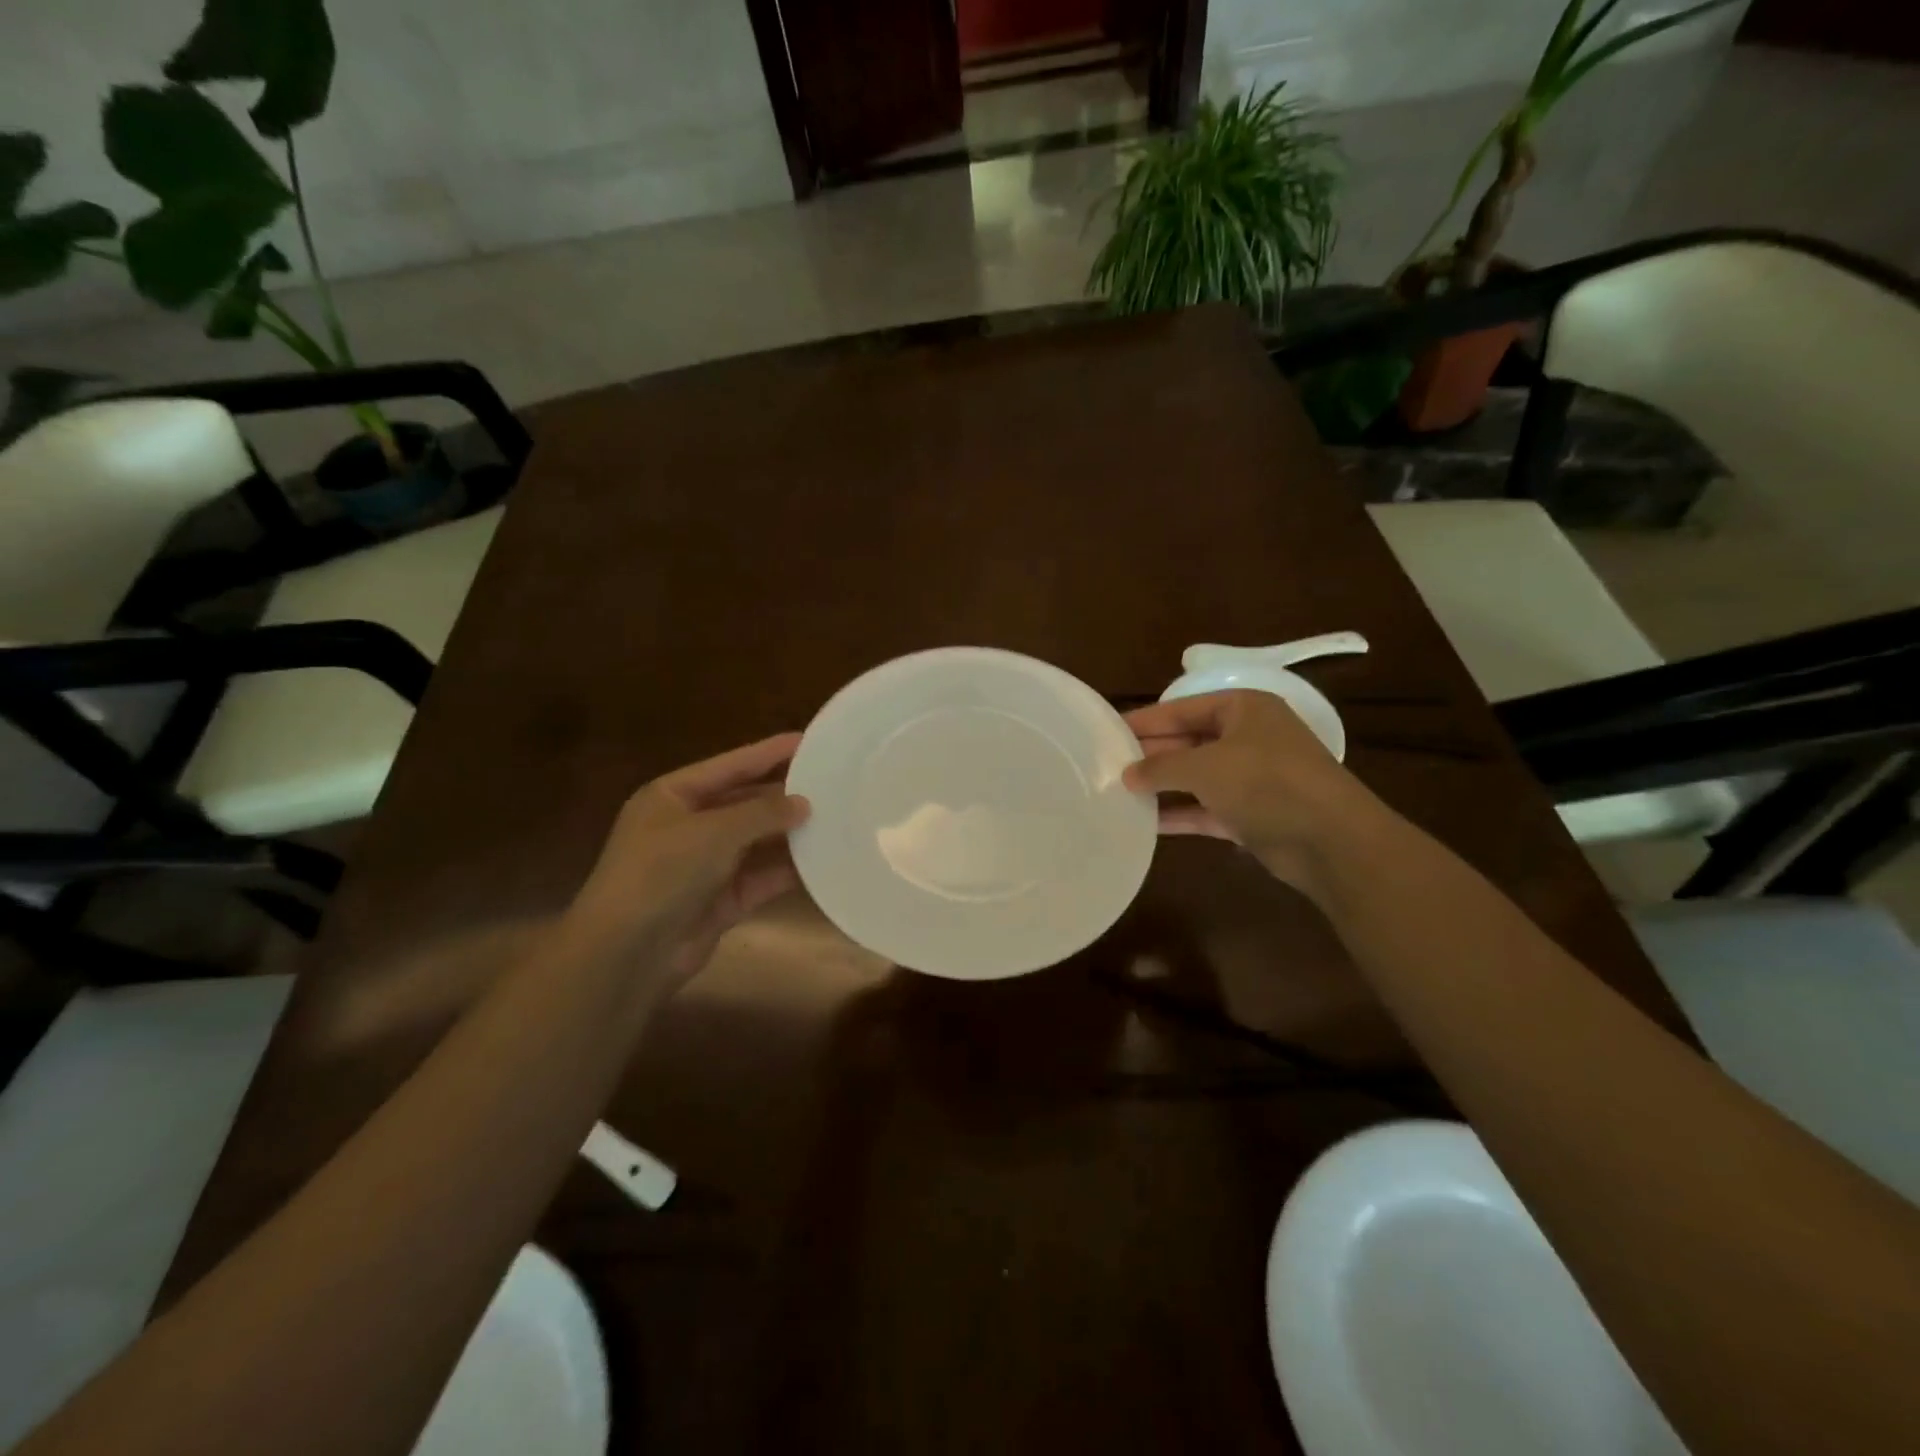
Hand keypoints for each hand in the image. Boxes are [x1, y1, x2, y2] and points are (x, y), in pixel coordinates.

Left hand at [564, 733, 810, 996]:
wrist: (626, 952)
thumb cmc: (661, 873)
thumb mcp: (713, 832)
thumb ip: (763, 813)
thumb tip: (804, 803)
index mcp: (673, 796)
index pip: (730, 766)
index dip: (769, 752)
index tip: (809, 741)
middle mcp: (688, 826)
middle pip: (745, 801)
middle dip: (784, 794)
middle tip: (832, 782)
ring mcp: (705, 865)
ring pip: (757, 841)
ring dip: (790, 833)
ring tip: (835, 817)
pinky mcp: (721, 900)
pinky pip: (761, 877)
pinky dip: (787, 870)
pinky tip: (822, 860)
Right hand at [1122, 690, 1383, 895]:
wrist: (1330, 840)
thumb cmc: (1266, 783)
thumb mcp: (1205, 766)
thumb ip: (1161, 766)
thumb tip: (1127, 774)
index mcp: (1243, 709)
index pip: (1182, 709)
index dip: (1144, 720)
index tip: (1107, 731)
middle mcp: (1248, 738)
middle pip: (1188, 741)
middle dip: (1151, 755)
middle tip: (1108, 766)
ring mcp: (1252, 778)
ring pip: (1196, 777)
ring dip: (1162, 786)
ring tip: (1118, 793)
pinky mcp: (1252, 814)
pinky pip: (1206, 809)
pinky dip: (1180, 813)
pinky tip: (1145, 823)